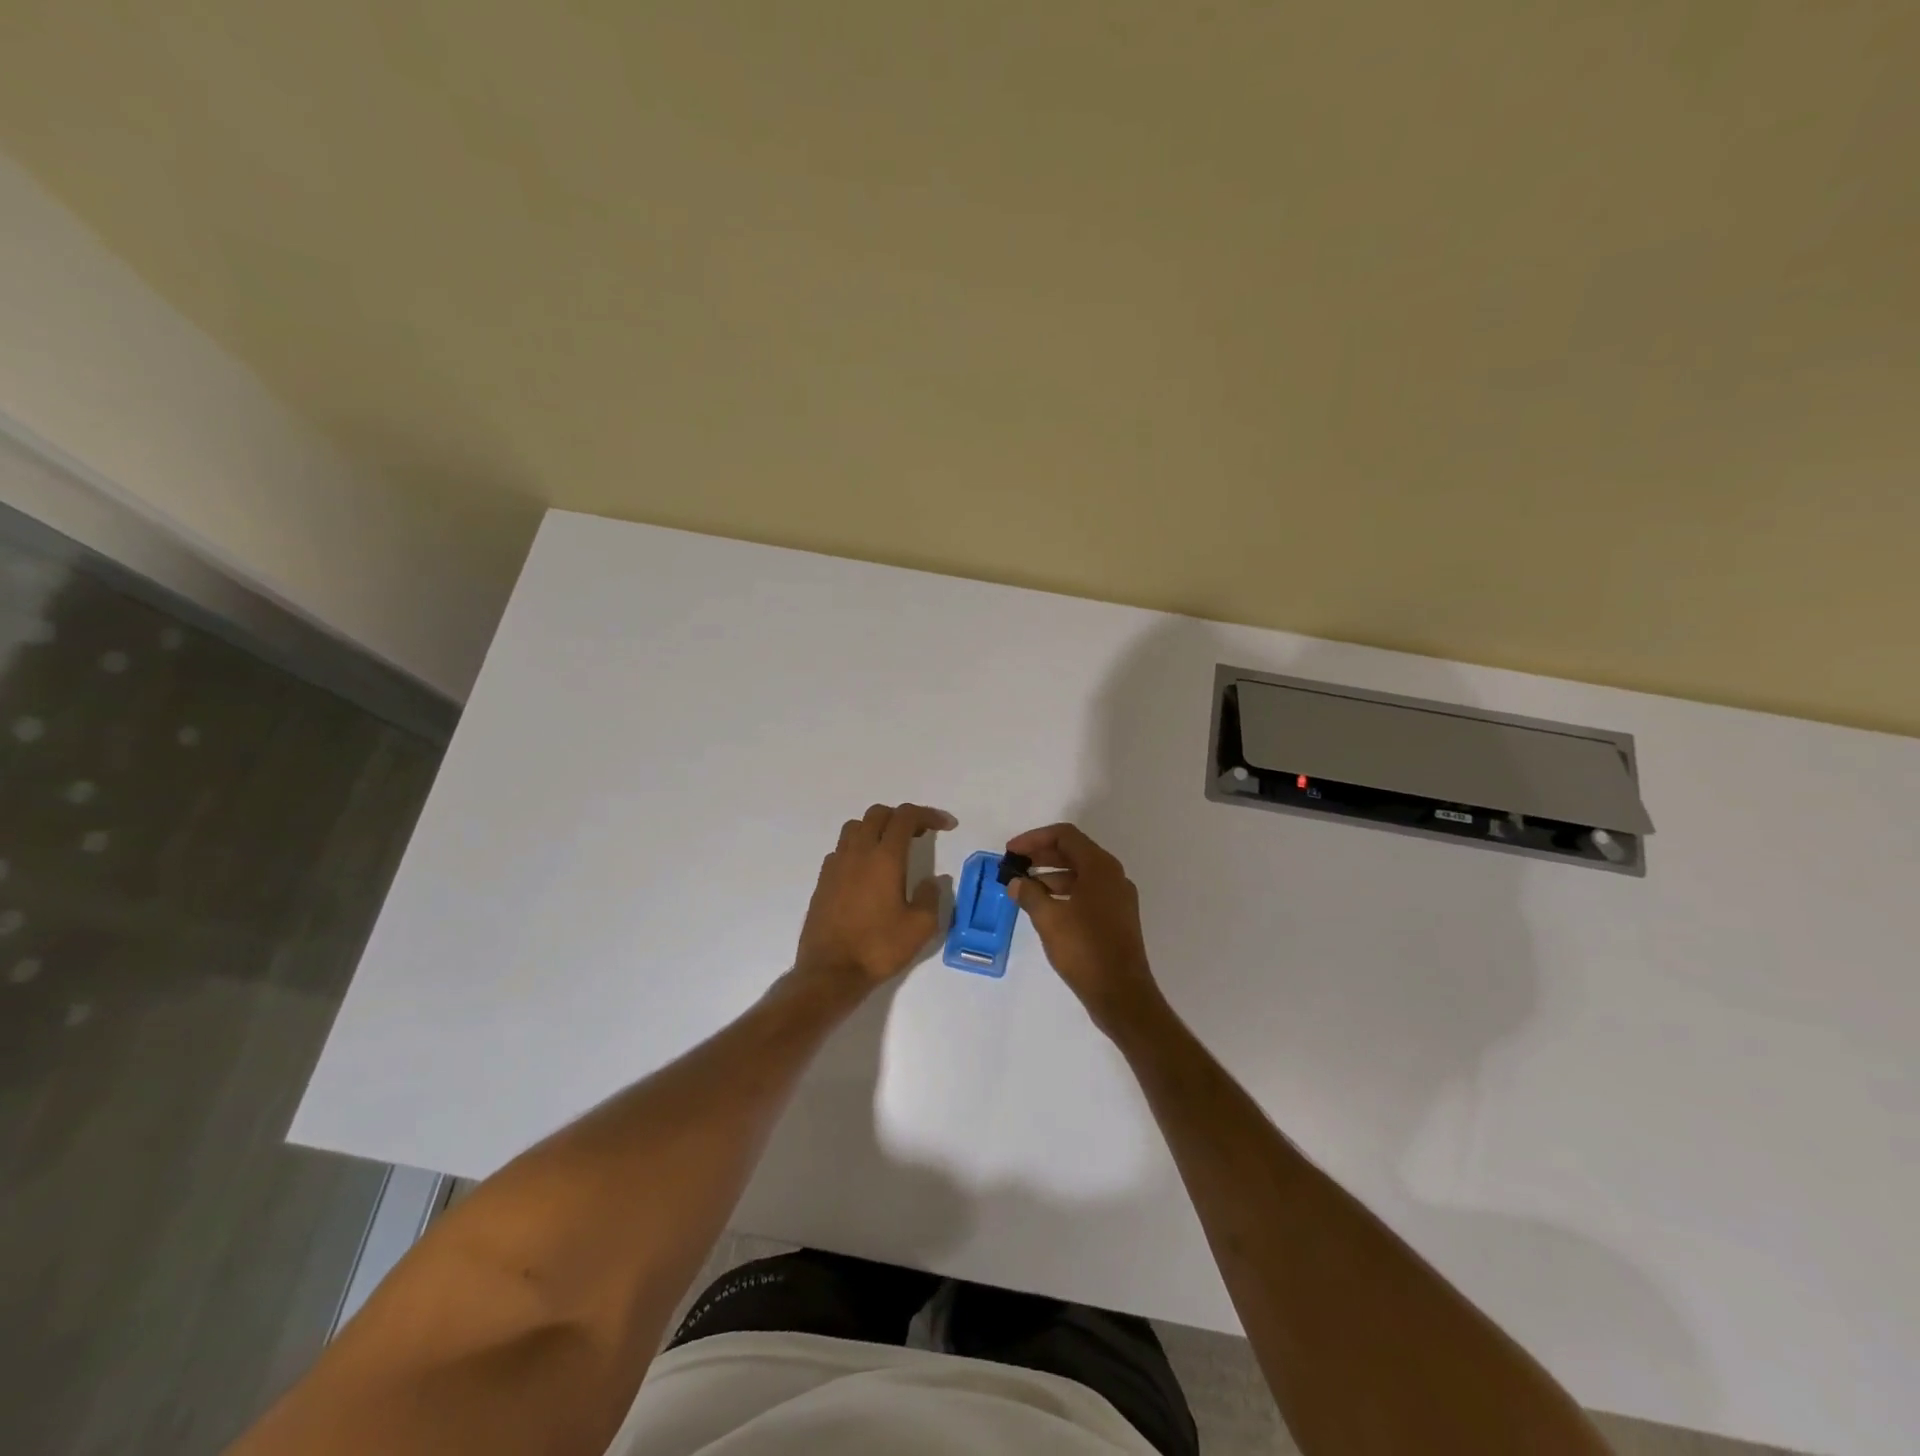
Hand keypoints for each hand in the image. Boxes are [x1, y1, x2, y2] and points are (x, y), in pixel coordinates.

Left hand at [793, 803, 955, 992]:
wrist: (830, 972)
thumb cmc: (879, 948)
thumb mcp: (920, 927)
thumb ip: (931, 897)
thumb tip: (932, 881)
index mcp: (885, 858)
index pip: (906, 817)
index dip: (928, 814)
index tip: (946, 826)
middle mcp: (858, 853)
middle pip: (878, 814)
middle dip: (902, 817)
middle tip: (919, 835)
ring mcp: (836, 865)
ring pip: (855, 827)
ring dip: (877, 828)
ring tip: (892, 848)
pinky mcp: (823, 880)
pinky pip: (841, 849)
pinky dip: (858, 848)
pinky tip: (867, 871)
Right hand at [1004, 823, 1162, 1030]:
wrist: (1121, 994)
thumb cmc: (1084, 949)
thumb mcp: (1048, 919)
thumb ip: (1029, 894)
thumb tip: (1016, 882)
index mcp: (1100, 867)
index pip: (1065, 835)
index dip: (1034, 839)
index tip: (1011, 851)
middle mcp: (1113, 876)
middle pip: (1073, 852)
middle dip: (1041, 855)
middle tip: (1014, 865)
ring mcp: (1117, 897)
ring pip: (1080, 873)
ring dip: (1051, 875)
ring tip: (1023, 887)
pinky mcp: (1116, 917)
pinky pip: (1087, 892)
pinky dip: (1064, 892)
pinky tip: (1044, 907)